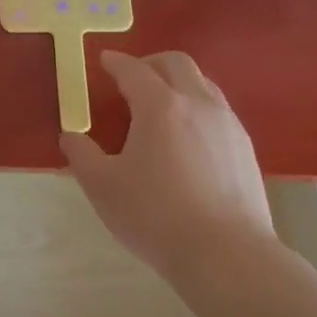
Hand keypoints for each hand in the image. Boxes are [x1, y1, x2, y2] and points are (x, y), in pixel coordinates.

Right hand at [60, 50, 274, 281]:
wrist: (227, 256)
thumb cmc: (156, 216)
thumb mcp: (103, 187)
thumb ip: (82, 156)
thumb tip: (70, 136)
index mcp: (160, 105)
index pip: (133, 69)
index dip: (115, 62)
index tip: (104, 60)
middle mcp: (198, 103)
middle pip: (176, 63)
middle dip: (151, 63)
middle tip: (132, 78)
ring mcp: (227, 124)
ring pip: (203, 84)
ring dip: (178, 83)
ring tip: (161, 107)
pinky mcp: (246, 148)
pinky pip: (218, 111)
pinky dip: (198, 109)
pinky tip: (188, 139)